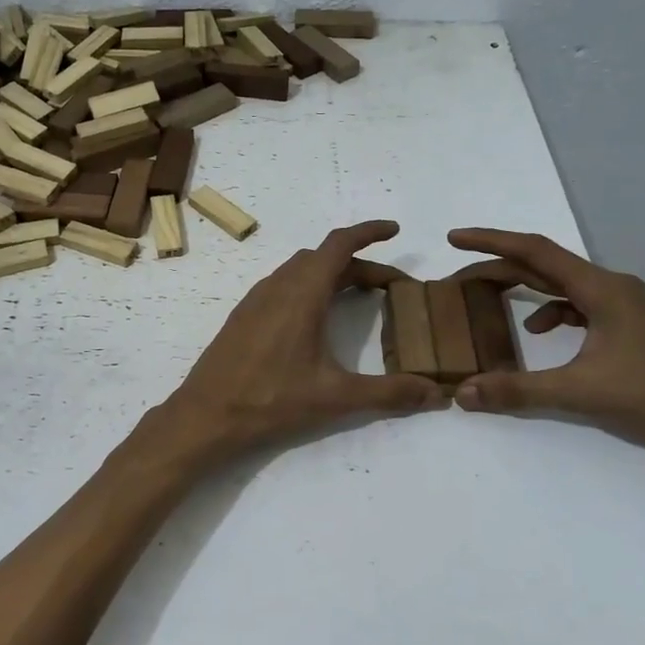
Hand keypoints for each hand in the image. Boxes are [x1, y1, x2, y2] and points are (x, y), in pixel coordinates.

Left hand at [157, 220, 446, 455]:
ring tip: (358, 295)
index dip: (368, 232)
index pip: (339, 245)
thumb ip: (389, 393)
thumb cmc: (271, 400)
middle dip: (359, 263)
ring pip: (299, 270)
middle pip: (323, 258)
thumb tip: (437, 394)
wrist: (206, 415)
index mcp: (302, 293)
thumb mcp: (336, 397)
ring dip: (331, 274)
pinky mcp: (243, 317)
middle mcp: (277, 286)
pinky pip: (282, 286)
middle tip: (390, 286)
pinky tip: (315, 318)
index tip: (394, 230)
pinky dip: (308, 287)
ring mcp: (256, 300)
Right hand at [446, 228, 644, 448]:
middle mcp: (611, 286)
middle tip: (459, 277)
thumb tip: (463, 393)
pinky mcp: (631, 324)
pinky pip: (579, 305)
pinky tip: (540, 335)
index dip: (491, 241)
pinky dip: (551, 312)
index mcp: (600, 289)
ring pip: (562, 285)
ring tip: (490, 302)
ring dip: (524, 288)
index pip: (535, 251)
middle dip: (499, 267)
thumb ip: (518, 390)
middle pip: (545, 265)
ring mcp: (624, 304)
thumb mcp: (580, 391)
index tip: (454, 238)